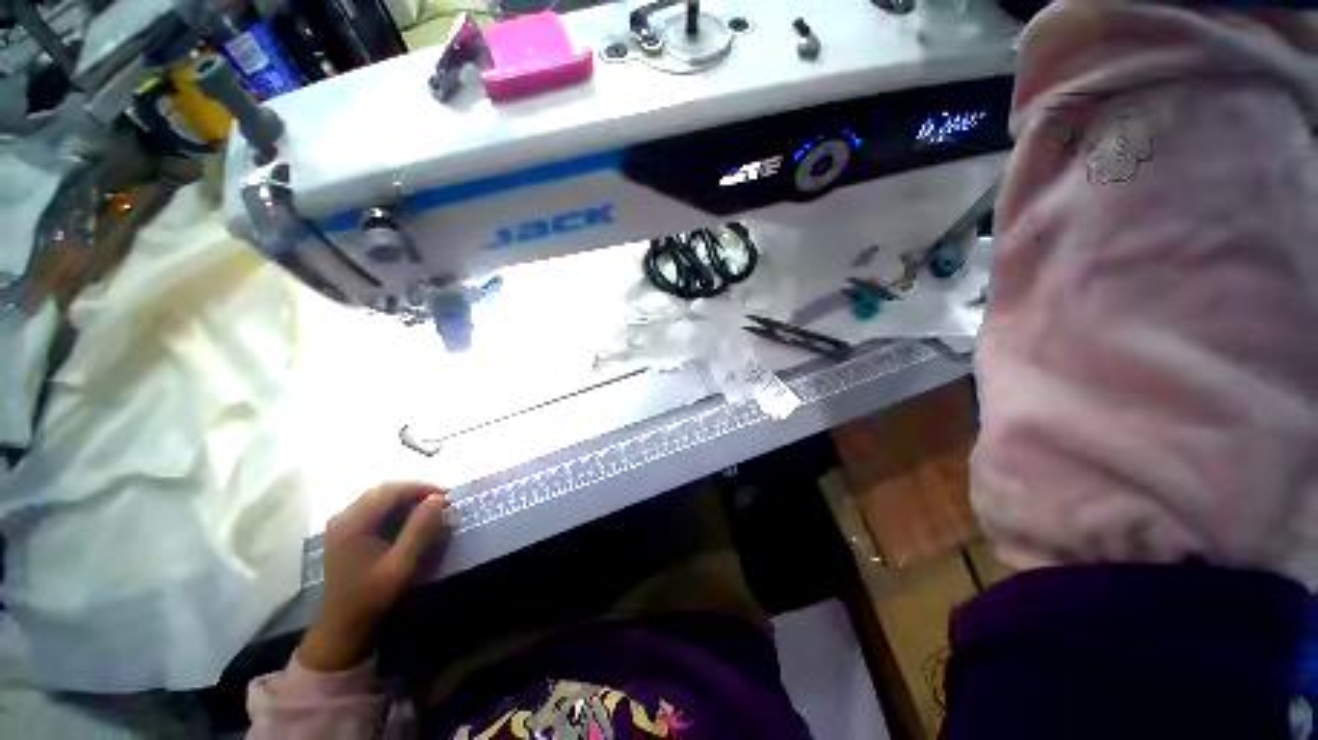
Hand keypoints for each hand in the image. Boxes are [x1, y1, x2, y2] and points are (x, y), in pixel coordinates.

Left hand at [297, 481, 448, 671]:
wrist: (342, 624)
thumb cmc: (372, 595)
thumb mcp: (401, 564)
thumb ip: (419, 529)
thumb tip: (438, 498)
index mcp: (353, 524)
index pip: (391, 491)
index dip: (422, 487)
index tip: (447, 495)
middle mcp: (343, 517)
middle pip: (384, 490)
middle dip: (415, 490)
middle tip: (441, 500)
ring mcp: (342, 523)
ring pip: (379, 496)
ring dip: (406, 497)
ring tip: (430, 507)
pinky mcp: (345, 530)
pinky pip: (374, 507)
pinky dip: (395, 506)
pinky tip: (410, 517)